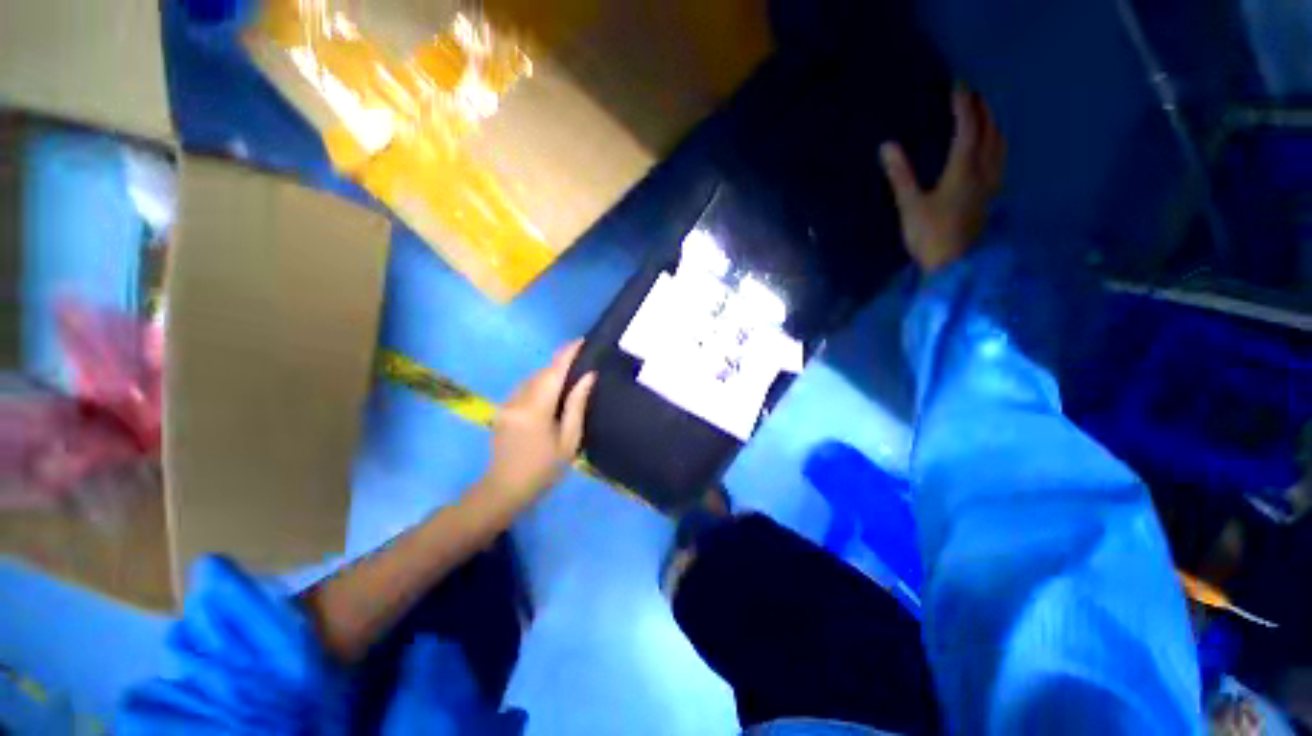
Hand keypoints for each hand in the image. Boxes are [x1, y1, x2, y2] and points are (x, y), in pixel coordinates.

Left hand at [474, 341, 595, 514]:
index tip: (581, 340)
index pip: (554, 372)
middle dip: (560, 363)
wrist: (504, 489)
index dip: (567, 353)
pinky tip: (551, 393)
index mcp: (536, 409)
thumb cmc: (544, 469)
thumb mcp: (569, 440)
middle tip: (581, 360)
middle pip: (542, 372)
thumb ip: (577, 405)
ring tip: (569, 377)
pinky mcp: (503, 408)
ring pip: (532, 378)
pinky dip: (540, 384)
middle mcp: (518, 400)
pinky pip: (525, 387)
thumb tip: (588, 376)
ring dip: (550, 374)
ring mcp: (507, 403)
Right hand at [880, 87, 1005, 273]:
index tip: (959, 85)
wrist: (953, 264)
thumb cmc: (929, 235)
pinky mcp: (990, 197)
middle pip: (989, 132)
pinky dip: (997, 144)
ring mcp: (990, 185)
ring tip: (986, 114)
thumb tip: (887, 146)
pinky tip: (993, 148)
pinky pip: (1000, 161)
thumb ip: (901, 175)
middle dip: (983, 110)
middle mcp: (983, 171)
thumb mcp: (910, 205)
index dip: (964, 106)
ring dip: (993, 125)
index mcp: (963, 170)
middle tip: (974, 95)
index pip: (967, 129)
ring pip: (999, 145)